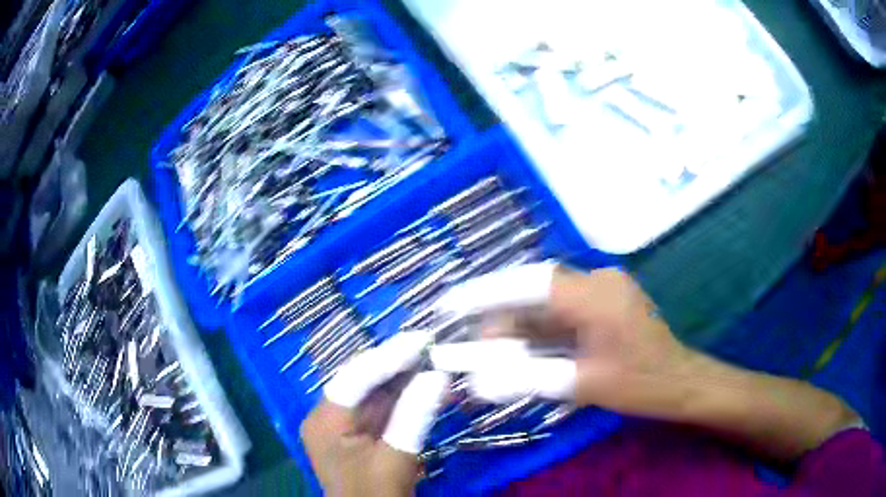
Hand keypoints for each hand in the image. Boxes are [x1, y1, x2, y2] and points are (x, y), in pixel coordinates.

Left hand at [300, 331, 448, 495]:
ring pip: (376, 393)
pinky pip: (383, 409)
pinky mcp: (359, 434)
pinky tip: (429, 388)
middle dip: (400, 365)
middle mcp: (329, 416)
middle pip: (364, 381)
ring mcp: (343, 426)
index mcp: (325, 422)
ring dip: (407, 380)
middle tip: (433, 347)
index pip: (355, 378)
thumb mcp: (396, 459)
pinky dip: (406, 399)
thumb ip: (414, 416)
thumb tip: (437, 375)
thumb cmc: (375, 496)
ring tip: (437, 361)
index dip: (389, 356)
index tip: (422, 339)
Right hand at [435, 263, 858, 460]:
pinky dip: (539, 332)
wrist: (682, 383)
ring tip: (492, 354)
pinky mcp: (603, 305)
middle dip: (501, 318)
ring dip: (519, 328)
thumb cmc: (641, 383)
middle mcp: (597, 282)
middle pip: (535, 293)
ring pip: (546, 304)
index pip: (530, 282)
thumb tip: (478, 382)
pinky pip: (562, 313)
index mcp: (596, 294)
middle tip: (474, 347)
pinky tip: (522, 351)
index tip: (451, 303)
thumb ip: (529, 379)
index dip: (486, 291)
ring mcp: (602, 291)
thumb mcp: (584, 384)